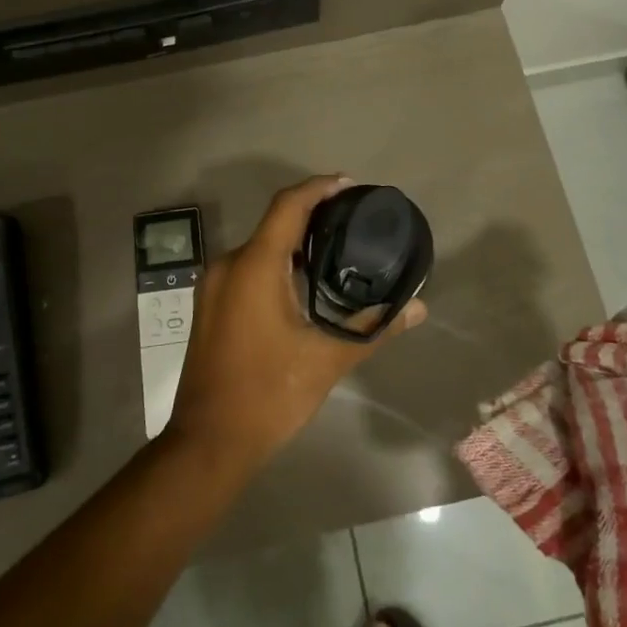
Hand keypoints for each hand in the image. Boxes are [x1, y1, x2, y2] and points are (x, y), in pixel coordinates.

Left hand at [163, 175, 426, 467]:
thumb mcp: (326, 360)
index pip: (289, 205)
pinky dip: (277, 261)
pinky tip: (303, 281)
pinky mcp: (211, 304)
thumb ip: (373, 328)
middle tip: (353, 220)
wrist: (208, 441)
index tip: (352, 185)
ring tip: (336, 247)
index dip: (320, 188)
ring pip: (260, 246)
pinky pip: (248, 266)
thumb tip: (418, 308)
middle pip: (275, 222)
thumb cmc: (268, 395)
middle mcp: (229, 264)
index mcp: (254, 265)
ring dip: (294, 240)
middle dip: (313, 214)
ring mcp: (214, 284)